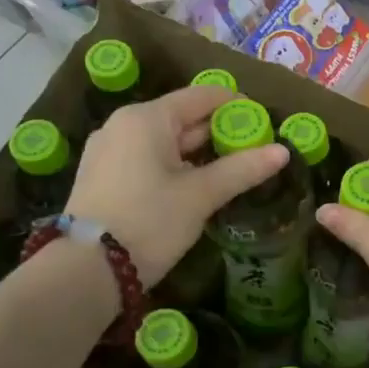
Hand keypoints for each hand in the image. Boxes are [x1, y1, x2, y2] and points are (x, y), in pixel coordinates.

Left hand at [67, 84, 286, 285]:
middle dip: (220, 133)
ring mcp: (108, 150)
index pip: (203, 96)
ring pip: (166, 141)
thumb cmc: (149, 222)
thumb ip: (243, 169)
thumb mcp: (201, 195)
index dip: (238, 107)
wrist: (85, 271)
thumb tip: (283, 151)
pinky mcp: (103, 176)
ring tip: (232, 173)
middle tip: (255, 153)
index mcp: (147, 118)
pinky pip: (148, 158)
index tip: (265, 126)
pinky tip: (196, 187)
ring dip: (200, 153)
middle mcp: (123, 125)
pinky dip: (176, 166)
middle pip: (183, 117)